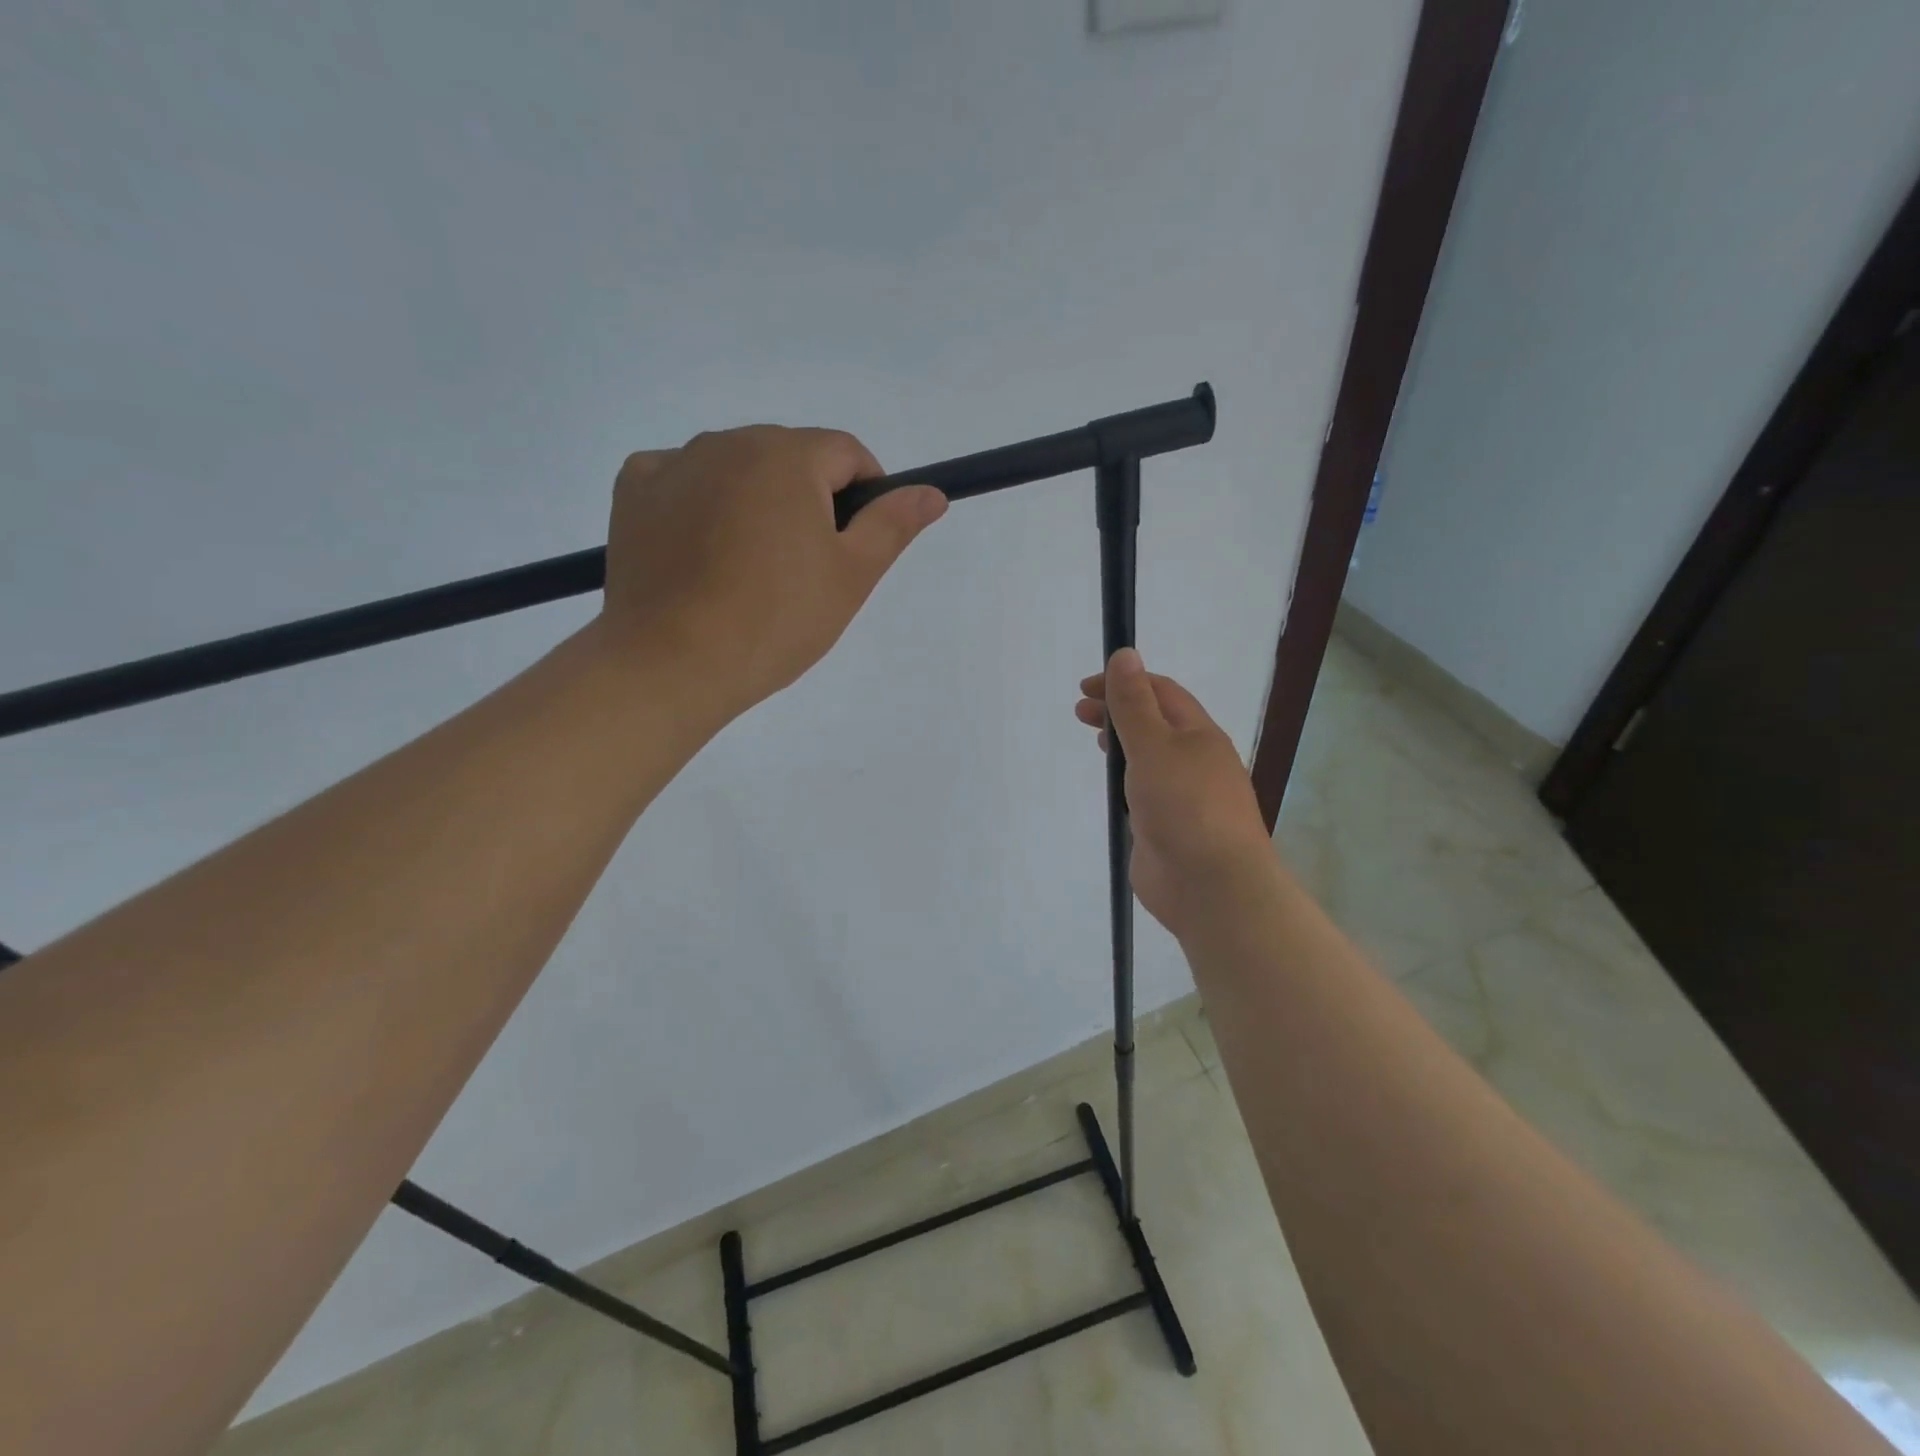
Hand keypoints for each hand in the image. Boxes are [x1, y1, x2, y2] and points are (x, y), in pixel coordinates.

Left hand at [599, 427, 945, 722]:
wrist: (672, 663)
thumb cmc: (776, 620)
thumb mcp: (851, 576)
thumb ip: (892, 525)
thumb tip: (932, 492)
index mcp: (787, 456)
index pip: (846, 452)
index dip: (866, 492)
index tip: (857, 542)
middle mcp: (728, 441)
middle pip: (789, 457)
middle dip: (809, 498)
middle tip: (805, 567)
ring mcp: (674, 463)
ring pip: (736, 468)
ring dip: (756, 500)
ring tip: (750, 567)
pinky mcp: (633, 491)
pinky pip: (683, 481)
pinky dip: (700, 503)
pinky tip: (702, 550)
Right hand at [1075, 648, 1274, 937]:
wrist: (1211, 885)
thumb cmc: (1184, 806)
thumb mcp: (1153, 745)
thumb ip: (1133, 703)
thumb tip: (1125, 654)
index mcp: (1199, 734)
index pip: (1161, 692)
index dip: (1124, 682)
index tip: (1085, 688)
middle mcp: (1195, 761)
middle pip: (1155, 723)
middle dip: (1118, 711)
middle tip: (1080, 714)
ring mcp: (1183, 796)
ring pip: (1150, 758)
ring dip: (1123, 744)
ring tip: (1095, 743)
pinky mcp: (1169, 826)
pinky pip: (1145, 792)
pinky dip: (1126, 780)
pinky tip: (1111, 787)